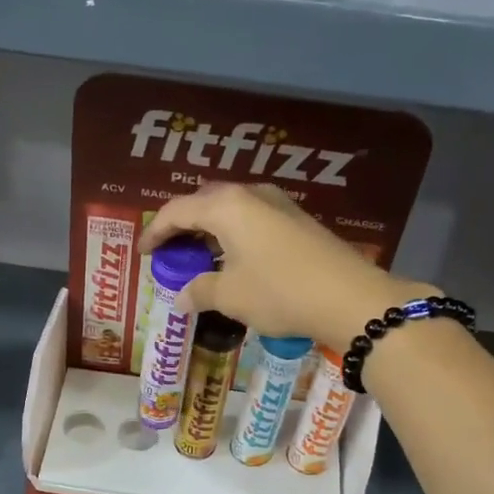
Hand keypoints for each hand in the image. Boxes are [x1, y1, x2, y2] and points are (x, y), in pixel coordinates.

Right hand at [140, 184, 433, 349]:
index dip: (155, 232)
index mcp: (225, 206)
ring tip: (198, 258)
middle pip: (203, 203)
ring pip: (230, 211)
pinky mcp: (297, 220)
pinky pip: (251, 220)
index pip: (176, 211)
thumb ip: (199, 291)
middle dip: (182, 227)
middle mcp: (250, 195)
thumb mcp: (231, 296)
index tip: (143, 253)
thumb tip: (181, 297)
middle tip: (169, 252)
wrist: (350, 297)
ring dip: (209, 231)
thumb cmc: (279, 292)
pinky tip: (233, 260)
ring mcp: (278, 204)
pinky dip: (232, 236)